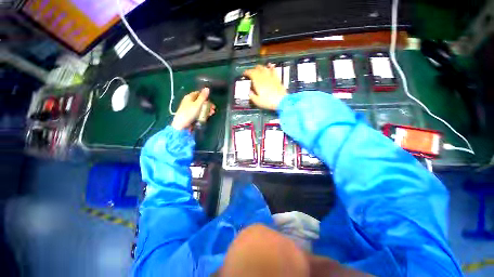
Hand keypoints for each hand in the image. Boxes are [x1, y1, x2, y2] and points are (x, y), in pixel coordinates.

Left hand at [171, 88, 215, 129]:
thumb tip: (207, 88)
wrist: (181, 125)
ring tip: (212, 113)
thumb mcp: (197, 104)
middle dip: (208, 104)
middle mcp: (190, 102)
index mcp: (190, 97)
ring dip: (207, 109)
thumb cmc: (189, 113)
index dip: (206, 96)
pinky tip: (208, 116)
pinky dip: (204, 113)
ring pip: (201, 107)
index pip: (199, 93)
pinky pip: (199, 112)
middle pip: (201, 101)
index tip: (211, 100)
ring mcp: (190, 108)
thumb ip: (203, 97)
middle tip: (213, 108)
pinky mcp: (191, 114)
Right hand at [244, 65, 286, 109]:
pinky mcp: (277, 78)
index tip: (244, 74)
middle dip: (252, 70)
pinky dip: (270, 66)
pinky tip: (270, 65)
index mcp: (257, 81)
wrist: (282, 101)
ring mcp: (271, 76)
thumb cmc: (268, 102)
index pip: (250, 73)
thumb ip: (251, 96)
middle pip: (257, 69)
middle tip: (250, 74)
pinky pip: (273, 69)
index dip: (246, 72)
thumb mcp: (257, 101)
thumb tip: (249, 92)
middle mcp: (263, 76)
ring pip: (264, 68)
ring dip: (259, 67)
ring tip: (257, 69)